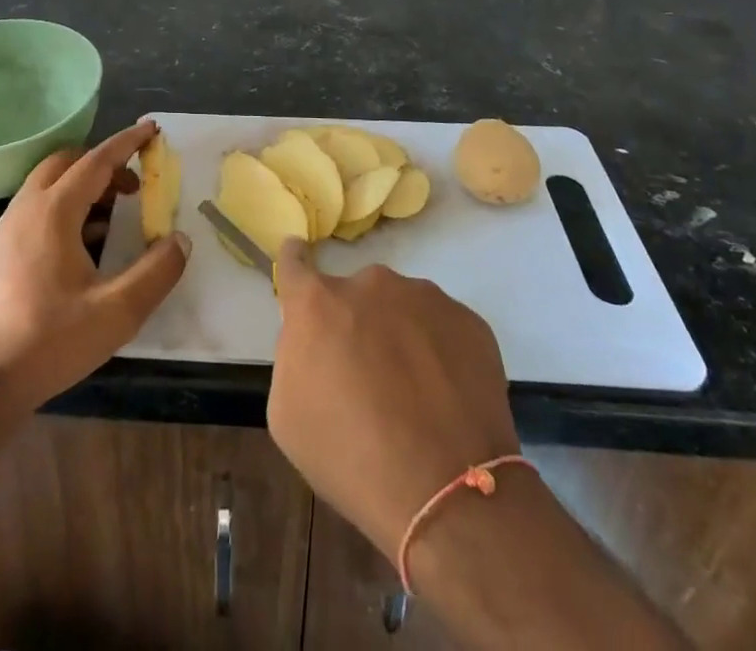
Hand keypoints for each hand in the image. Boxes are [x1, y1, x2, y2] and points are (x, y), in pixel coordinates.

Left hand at [0, 119, 189, 419]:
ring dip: (85, 186)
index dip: (127, 142)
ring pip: (51, 185)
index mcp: (54, 211)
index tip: (152, 129)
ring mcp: (8, 229)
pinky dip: (68, 207)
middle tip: (135, 184)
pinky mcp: (1, 251)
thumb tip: (180, 240)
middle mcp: (28, 209)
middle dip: (104, 163)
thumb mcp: (116, 313)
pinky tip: (86, 246)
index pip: (96, 161)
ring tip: (116, 215)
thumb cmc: (47, 343)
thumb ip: (155, 273)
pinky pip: (39, 208)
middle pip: (68, 163)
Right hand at [268, 240, 519, 555]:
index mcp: (318, 303)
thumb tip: (315, 340)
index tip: (298, 262)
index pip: (295, 262)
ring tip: (414, 393)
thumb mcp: (287, 414)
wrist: (447, 494)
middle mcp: (370, 284)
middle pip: (355, 294)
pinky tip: (444, 398)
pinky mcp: (468, 320)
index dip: (294, 262)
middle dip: (355, 322)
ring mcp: (424, 297)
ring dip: (399, 334)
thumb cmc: (350, 458)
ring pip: (401, 307)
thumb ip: (294, 356)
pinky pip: (441, 327)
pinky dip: (438, 351)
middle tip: (367, 374)